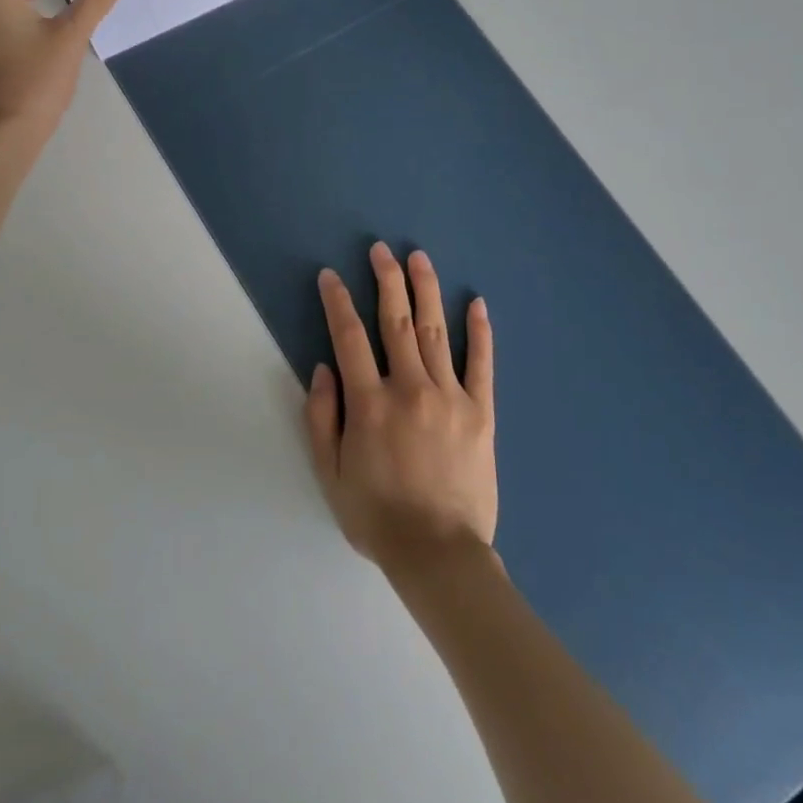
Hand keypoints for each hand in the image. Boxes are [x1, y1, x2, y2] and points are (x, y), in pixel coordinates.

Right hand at [304, 243, 496, 576]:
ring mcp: (450, 397)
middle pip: (395, 322)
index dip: (337, 302)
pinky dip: (480, 332)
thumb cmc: (377, 516)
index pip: (349, 337)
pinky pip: (481, 364)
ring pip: (435, 331)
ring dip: (426, 291)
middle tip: (381, 250)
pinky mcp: (481, 412)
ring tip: (419, 258)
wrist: (438, 553)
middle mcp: (410, 388)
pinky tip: (477, 303)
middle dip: (386, 280)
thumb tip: (323, 368)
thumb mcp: (330, 473)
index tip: (330, 275)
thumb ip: (321, 417)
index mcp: (369, 403)